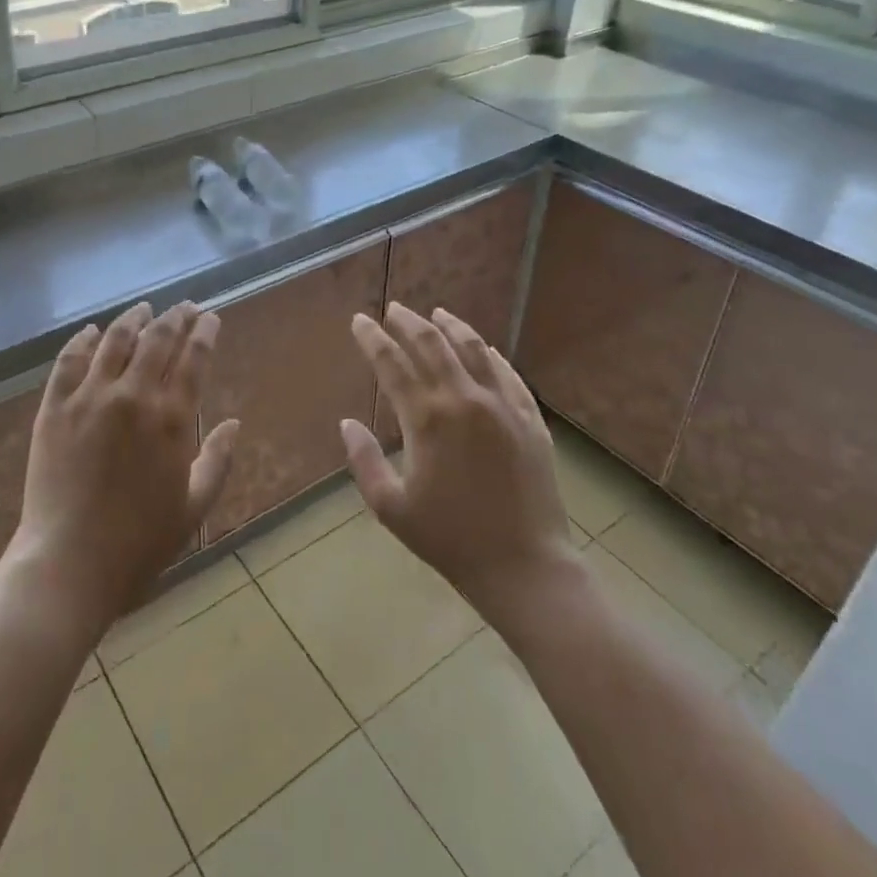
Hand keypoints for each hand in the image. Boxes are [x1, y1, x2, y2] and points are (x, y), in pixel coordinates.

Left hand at [5, 301, 238, 632]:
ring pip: (115, 340)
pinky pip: (69, 361)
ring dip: (133, 319)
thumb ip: (218, 461)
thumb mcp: (193, 508)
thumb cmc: (139, 544)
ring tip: (143, 308)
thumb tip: (234, 424)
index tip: (210, 317)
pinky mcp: (54, 407)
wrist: (68, 564)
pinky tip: (91, 331)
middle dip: (175, 317)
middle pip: (158, 339)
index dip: (204, 332)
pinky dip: (82, 340)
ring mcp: (90, 397)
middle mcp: (133, 395)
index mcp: (172, 418)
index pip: (193, 358)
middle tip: (184, 306)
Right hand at [342, 304, 579, 626]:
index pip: (392, 363)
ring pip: (473, 349)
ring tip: (437, 314)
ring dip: (451, 327)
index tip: (360, 321)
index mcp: (427, 419)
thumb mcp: (392, 508)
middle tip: (394, 309)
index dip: (372, 338)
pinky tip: (483, 348)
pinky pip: (507, 373)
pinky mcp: (529, 418)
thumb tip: (347, 423)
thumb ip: (364, 461)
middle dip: (408, 322)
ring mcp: (502, 405)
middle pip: (432, 345)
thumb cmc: (451, 540)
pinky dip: (489, 354)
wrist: (525, 566)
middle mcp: (464, 399)